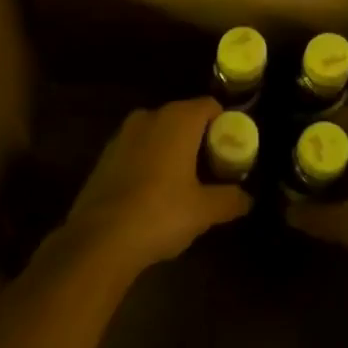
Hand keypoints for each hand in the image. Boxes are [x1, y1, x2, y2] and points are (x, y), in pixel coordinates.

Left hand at [61, 97, 251, 277]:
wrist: (98, 240)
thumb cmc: (160, 214)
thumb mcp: (204, 210)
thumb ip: (230, 199)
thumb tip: (248, 199)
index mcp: (178, 119)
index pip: (210, 106)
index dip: (225, 125)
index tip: (231, 152)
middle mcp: (150, 116)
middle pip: (184, 117)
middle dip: (199, 139)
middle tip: (212, 170)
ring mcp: (123, 135)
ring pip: (158, 133)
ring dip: (172, 150)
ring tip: (183, 183)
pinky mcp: (104, 156)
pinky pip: (138, 149)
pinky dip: (150, 162)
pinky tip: (153, 194)